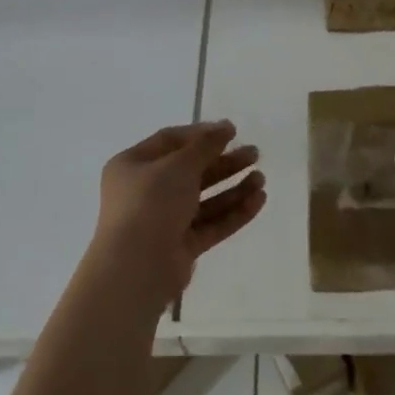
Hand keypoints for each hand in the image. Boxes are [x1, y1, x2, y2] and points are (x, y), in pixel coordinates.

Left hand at [94, 121, 264, 303]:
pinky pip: (210, 224)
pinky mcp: (181, 247)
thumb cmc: (151, 202)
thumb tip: (225, 127)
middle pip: (191, 171)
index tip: (232, 131)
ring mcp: (163, 221)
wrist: (137, 267)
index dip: (201, 134)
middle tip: (254, 154)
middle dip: (223, 162)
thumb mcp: (179, 165)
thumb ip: (205, 145)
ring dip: (233, 188)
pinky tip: (258, 200)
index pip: (170, 141)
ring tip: (261, 178)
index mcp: (133, 165)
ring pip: (204, 200)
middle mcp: (145, 191)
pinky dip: (233, 212)